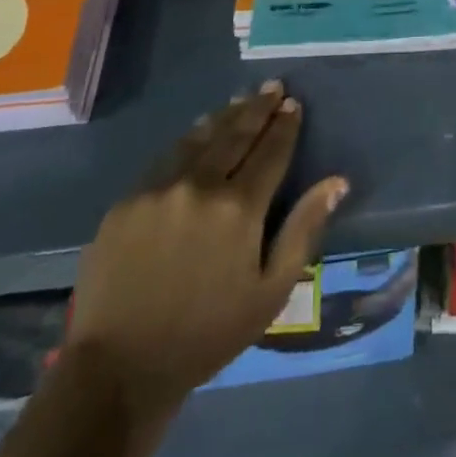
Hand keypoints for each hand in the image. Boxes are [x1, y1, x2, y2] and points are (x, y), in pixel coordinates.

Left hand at [65, 83, 347, 404]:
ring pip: (200, 137)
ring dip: (225, 115)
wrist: (118, 370)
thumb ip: (304, 229)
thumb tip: (337, 181)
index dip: (285, 125)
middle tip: (273, 86)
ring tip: (240, 99)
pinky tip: (198, 132)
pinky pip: (167, 157)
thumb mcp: (270, 292)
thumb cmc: (207, 335)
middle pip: (236, 133)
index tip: (294, 104)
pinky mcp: (128, 199)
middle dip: (258, 107)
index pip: (271, 151)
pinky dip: (190, 138)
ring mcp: (160, 188)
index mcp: (239, 208)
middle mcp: (200, 185)